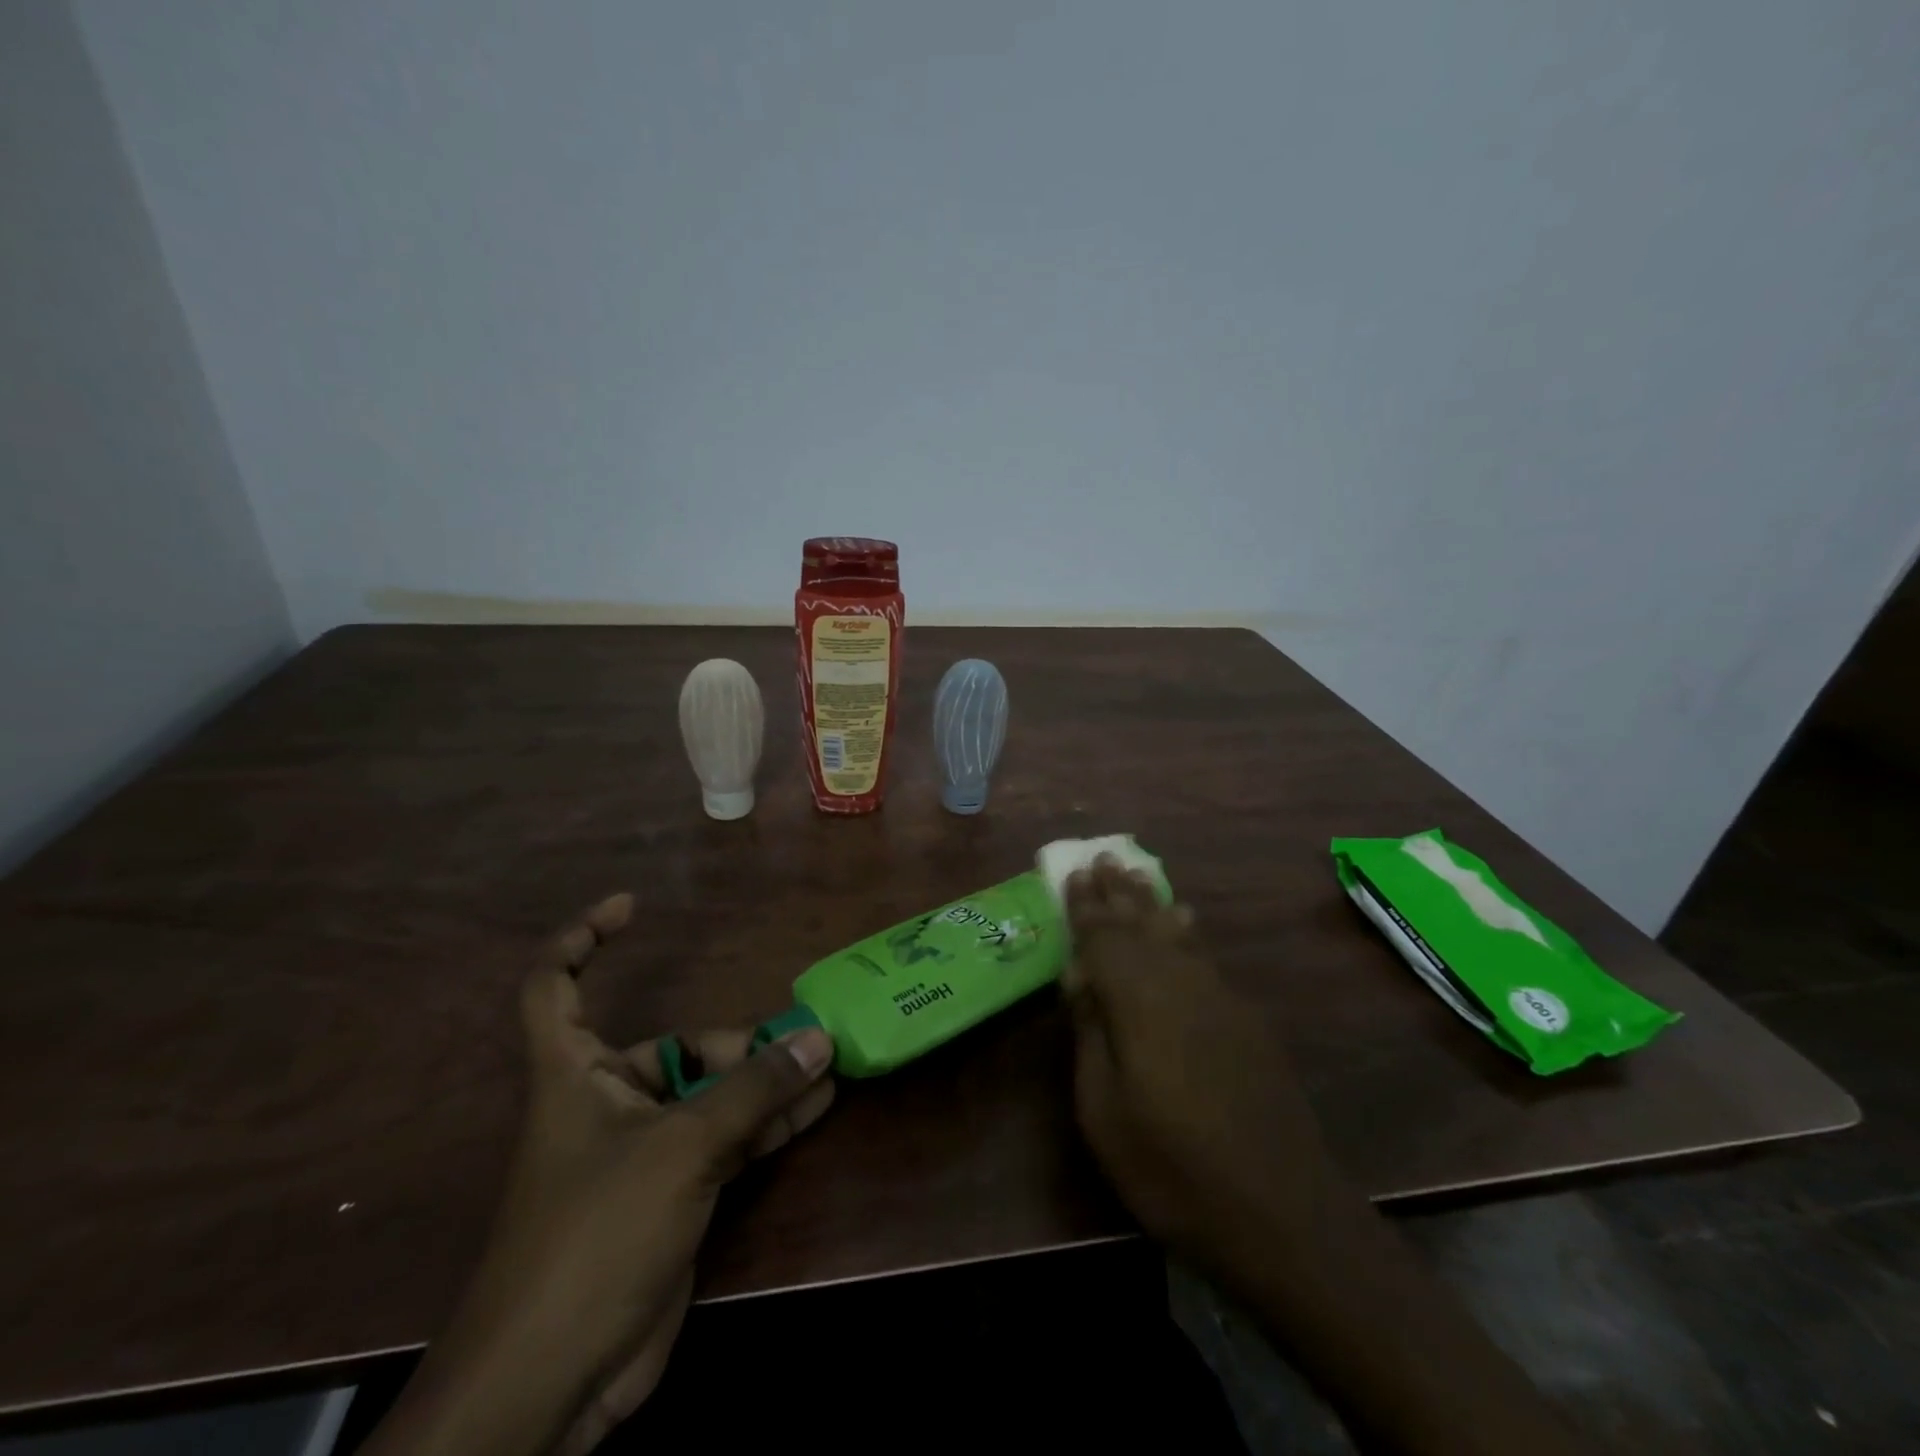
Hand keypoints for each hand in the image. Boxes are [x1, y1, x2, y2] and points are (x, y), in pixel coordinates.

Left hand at [364, 893, 835, 1455]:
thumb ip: (752, 1091)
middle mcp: (606, 1101)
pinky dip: (768, 1123)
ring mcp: (642, 1150)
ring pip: (711, 1094)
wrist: (555, 1381)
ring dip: (765, 1081)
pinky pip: (727, 1139)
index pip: (554, 986)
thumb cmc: (594, 1236)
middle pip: (673, 1046)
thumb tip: (819, 1040)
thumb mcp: (680, 1149)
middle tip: (801, 1043)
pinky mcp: (672, 1193)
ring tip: (827, 1064)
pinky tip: (817, 1107)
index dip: (583, 938)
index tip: (631, 906)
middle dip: (736, 1042)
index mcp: (574, 1074)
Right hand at [1061, 859, 1332, 1284]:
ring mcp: (1219, 999)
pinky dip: (1185, 931)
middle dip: (1118, 891)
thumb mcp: (1105, 1111)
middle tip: (1102, 857)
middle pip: (1141, 924)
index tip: (1072, 872)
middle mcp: (1180, 983)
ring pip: (1175, 933)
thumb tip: (1080, 977)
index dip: (1085, 905)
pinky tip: (1184, 919)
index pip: (1104, 937)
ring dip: (1150, 902)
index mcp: (1139, 1001)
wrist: (1281, 1213)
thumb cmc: (1172, 1169)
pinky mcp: (1245, 1020)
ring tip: (1135, 873)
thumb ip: (1092, 1034)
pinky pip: (1203, 955)